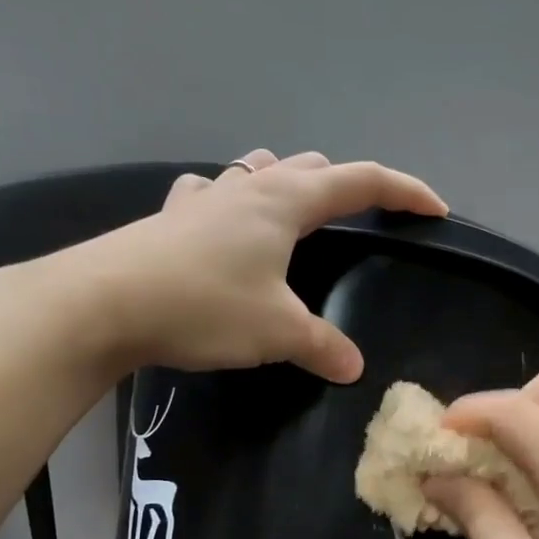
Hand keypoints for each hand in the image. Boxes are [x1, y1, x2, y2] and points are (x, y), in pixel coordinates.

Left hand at [95, 150, 446, 382]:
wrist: (102, 303)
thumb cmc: (203, 306)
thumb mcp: (275, 332)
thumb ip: (321, 346)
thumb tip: (354, 369)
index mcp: (286, 202)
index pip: (362, 181)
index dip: (404, 192)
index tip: (435, 209)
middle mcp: (248, 188)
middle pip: (312, 168)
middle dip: (346, 186)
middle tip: (363, 218)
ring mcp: (204, 198)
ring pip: (259, 171)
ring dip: (287, 182)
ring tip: (296, 210)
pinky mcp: (169, 217)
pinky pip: (211, 195)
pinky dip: (230, 202)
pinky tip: (221, 223)